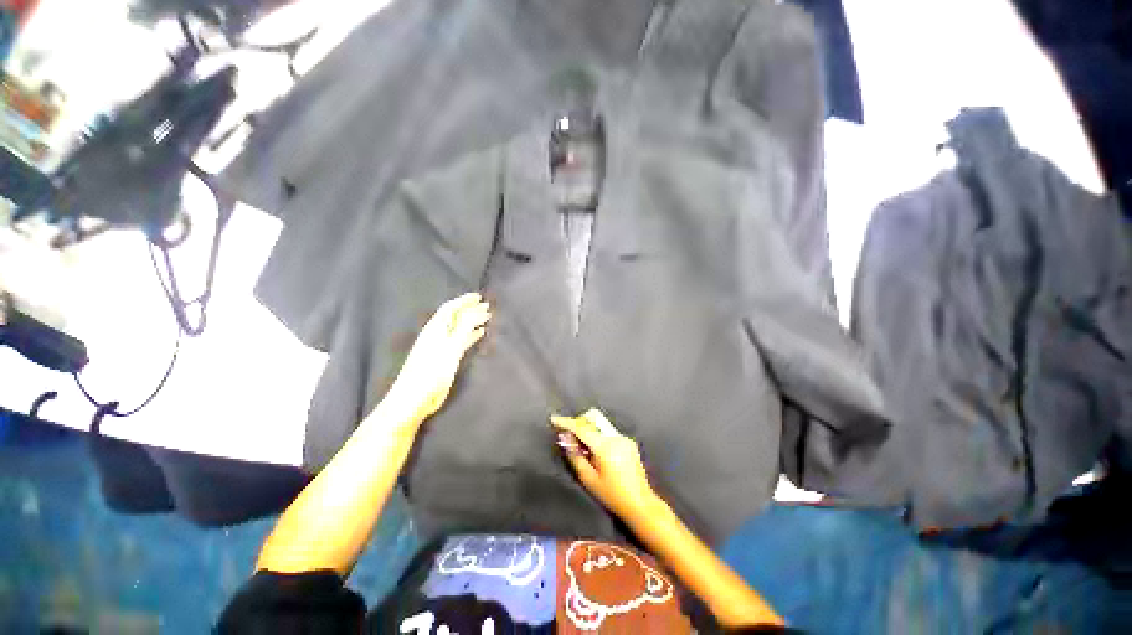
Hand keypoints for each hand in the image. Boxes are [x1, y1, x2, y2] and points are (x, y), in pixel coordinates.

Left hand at [386, 293, 489, 422]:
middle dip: (470, 309)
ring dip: (472, 321)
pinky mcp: (444, 358)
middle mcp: (437, 335)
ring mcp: (440, 347)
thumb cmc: (431, 372)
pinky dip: (470, 335)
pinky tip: (479, 333)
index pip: (450, 308)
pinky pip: (460, 340)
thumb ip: (464, 328)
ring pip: (459, 328)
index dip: (464, 301)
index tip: (479, 296)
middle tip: (487, 306)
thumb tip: (477, 310)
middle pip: (455, 317)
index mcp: (435, 329)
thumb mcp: (451, 347)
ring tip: (487, 317)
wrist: (413, 399)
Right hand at [551, 409, 661, 522]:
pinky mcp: (629, 442)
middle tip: (571, 439)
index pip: (581, 428)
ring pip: (600, 426)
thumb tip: (565, 438)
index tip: (554, 419)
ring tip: (585, 451)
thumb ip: (575, 456)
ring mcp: (624, 438)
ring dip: (589, 431)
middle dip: (579, 425)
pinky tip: (600, 455)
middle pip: (592, 420)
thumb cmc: (612, 495)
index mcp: (604, 446)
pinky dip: (599, 438)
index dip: (566, 422)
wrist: (640, 503)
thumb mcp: (588, 479)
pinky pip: (609, 433)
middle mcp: (615, 437)